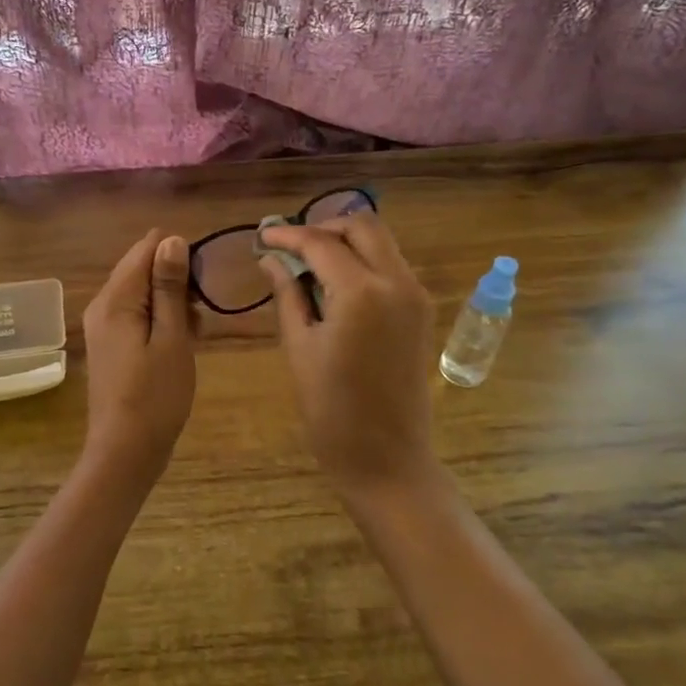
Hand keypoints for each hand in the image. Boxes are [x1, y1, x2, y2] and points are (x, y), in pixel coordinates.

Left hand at [80, 229, 196, 474]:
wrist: (125, 452)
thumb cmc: (155, 396)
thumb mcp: (172, 338)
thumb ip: (169, 287)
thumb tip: (172, 239)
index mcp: (115, 299)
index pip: (146, 248)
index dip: (178, 256)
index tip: (201, 286)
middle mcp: (102, 305)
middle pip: (142, 269)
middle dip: (176, 282)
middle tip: (200, 316)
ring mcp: (103, 326)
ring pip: (142, 294)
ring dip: (171, 304)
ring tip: (194, 334)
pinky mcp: (110, 344)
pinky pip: (137, 316)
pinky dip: (160, 321)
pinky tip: (180, 344)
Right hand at [258, 213, 437, 493]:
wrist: (387, 458)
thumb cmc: (332, 411)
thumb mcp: (299, 349)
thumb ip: (288, 296)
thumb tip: (271, 261)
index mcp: (362, 292)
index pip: (320, 243)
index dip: (288, 235)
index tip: (263, 236)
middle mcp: (397, 282)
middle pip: (362, 226)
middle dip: (323, 227)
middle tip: (290, 246)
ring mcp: (416, 295)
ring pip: (381, 242)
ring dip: (345, 241)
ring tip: (309, 262)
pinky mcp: (422, 311)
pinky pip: (391, 266)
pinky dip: (363, 260)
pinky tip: (336, 282)